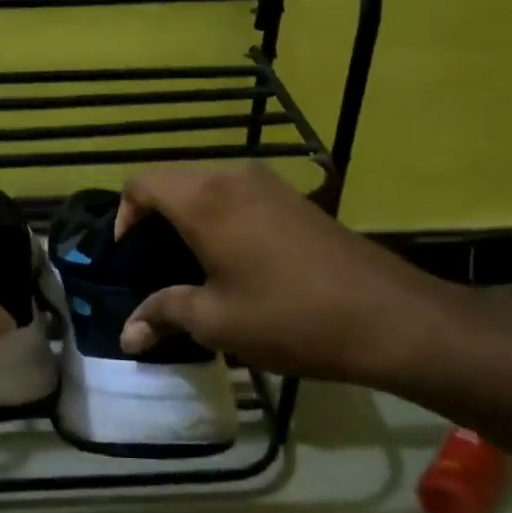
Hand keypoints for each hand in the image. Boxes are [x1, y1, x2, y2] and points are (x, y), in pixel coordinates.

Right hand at [115, 165, 491, 389]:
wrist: (387, 315)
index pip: (142, 183)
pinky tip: (233, 261)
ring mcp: (268, 183)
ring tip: (189, 265)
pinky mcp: (294, 198)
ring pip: (208, 186)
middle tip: (151, 264)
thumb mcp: (217, 321)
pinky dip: (220, 217)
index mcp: (204, 199)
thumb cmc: (289, 316)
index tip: (126, 255)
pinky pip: (238, 195)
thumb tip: (127, 335)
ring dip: (189, 216)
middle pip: (174, 181)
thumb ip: (164, 315)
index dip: (123, 214)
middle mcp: (232, 177)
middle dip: (154, 217)